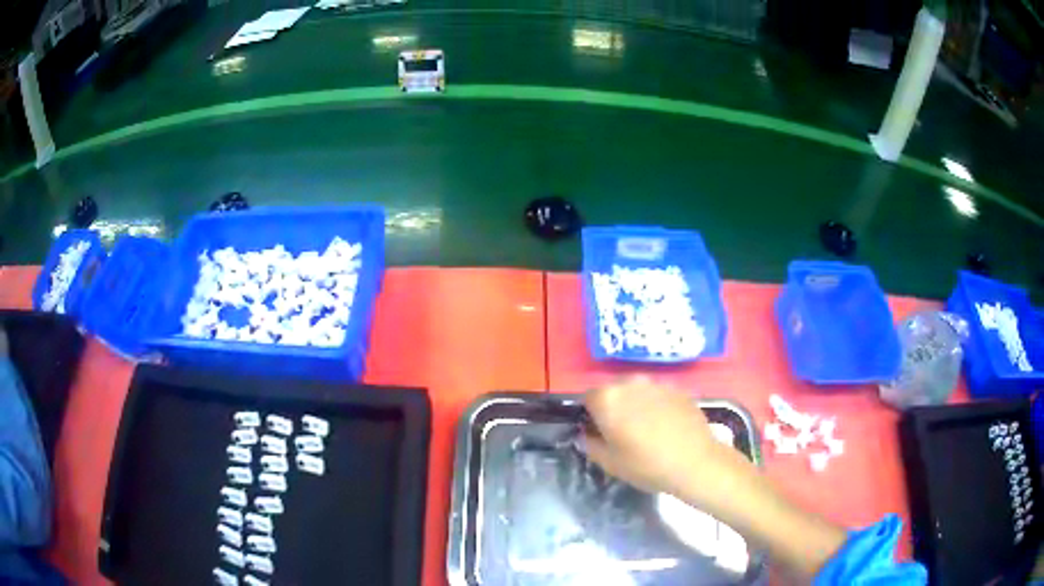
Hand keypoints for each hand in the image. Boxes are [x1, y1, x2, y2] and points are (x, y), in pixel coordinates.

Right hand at [582, 377, 745, 503]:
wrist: (695, 462)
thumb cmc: (646, 465)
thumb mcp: (609, 463)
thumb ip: (590, 444)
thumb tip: (588, 434)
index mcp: (608, 398)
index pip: (588, 398)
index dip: (591, 415)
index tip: (599, 432)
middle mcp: (631, 383)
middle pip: (614, 390)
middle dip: (614, 407)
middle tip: (622, 432)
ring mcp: (657, 383)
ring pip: (638, 391)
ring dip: (636, 404)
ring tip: (647, 429)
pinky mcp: (678, 389)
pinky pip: (659, 395)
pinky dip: (658, 406)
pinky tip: (667, 427)